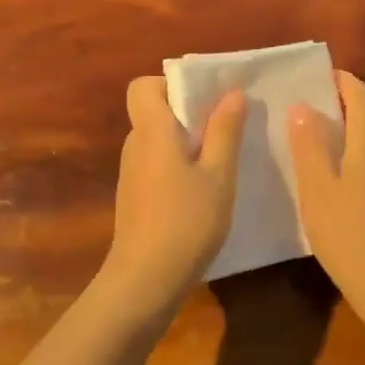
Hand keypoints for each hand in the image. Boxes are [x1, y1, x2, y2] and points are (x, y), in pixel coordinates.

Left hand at [103, 77, 246, 306]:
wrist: (145, 281)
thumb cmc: (186, 222)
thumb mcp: (218, 175)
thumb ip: (225, 131)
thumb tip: (232, 92)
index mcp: (152, 132)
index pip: (142, 86)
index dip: (171, 84)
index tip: (203, 99)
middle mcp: (135, 146)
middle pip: (155, 112)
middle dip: (189, 114)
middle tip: (227, 128)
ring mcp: (132, 174)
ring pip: (159, 141)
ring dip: (188, 143)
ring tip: (223, 161)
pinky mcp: (135, 197)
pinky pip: (158, 165)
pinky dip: (180, 167)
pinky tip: (205, 192)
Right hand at [288, 71, 364, 306]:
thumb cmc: (348, 232)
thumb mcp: (317, 187)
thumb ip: (308, 143)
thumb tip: (303, 106)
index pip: (357, 91)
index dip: (335, 81)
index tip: (308, 80)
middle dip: (341, 101)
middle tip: (305, 106)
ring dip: (351, 125)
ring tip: (317, 133)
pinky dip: (360, 146)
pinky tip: (339, 166)